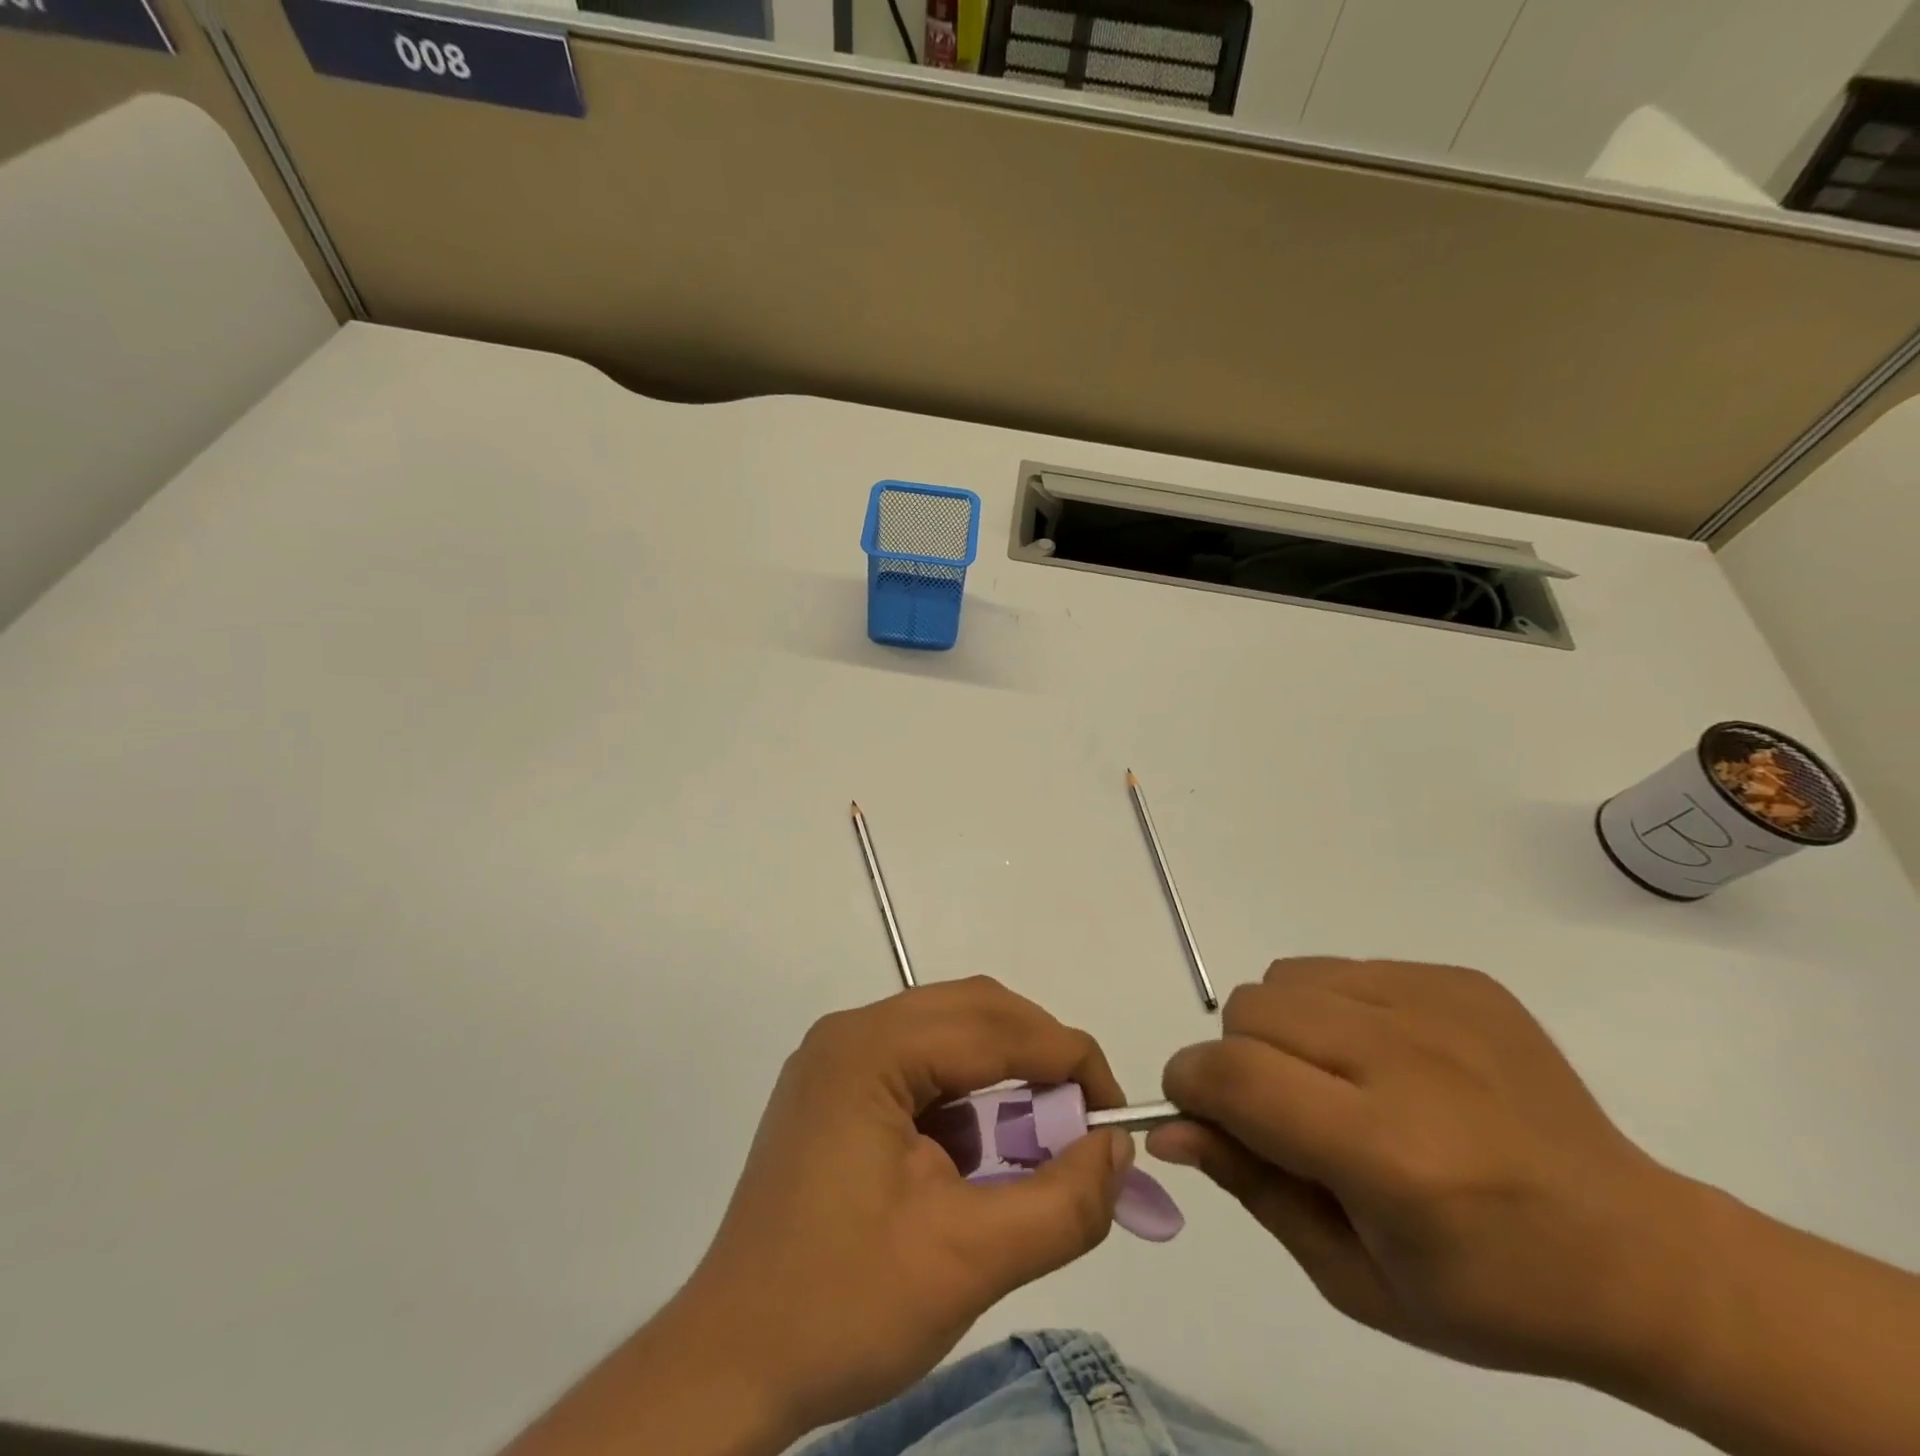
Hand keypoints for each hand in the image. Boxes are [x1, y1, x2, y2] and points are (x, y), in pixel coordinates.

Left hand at [667, 977, 1134, 1434]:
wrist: (729, 1365)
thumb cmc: (843, 1305)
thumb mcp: (969, 1259)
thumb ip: (1062, 1202)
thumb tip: (1116, 1148)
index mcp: (870, 1049)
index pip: (993, 1026)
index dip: (1067, 1059)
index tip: (1116, 1114)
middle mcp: (851, 1034)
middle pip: (970, 1013)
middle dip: (1037, 1060)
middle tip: (1081, 1123)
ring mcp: (838, 1060)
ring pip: (947, 1038)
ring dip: (1000, 1081)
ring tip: (1031, 1149)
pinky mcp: (836, 1093)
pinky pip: (919, 1070)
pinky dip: (962, 1104)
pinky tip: (970, 1163)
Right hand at [1150, 957, 1691, 1383]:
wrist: (1639, 1256)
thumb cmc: (1488, 1292)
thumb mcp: (1353, 1277)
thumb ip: (1250, 1187)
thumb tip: (1170, 1128)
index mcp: (1389, 1154)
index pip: (1235, 1076)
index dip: (1190, 1086)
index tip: (1196, 1111)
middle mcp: (1409, 1061)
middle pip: (1251, 1010)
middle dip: (1238, 1060)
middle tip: (1286, 1112)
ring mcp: (1440, 1007)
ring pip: (1287, 978)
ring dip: (1284, 1029)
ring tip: (1337, 1082)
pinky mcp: (1461, 980)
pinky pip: (1343, 968)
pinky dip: (1335, 1009)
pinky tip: (1389, 1061)